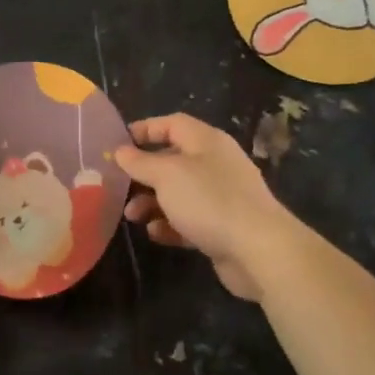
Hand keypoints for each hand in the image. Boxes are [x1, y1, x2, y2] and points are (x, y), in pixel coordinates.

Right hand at [113, 114, 294, 301]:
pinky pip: (189, 220)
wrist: (258, 249)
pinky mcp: (221, 226)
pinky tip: (156, 234)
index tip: (117, 145)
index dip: (144, 130)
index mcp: (206, 142)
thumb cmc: (209, 201)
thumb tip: (121, 151)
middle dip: (143, 174)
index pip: (172, 124)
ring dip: (151, 202)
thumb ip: (141, 162)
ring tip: (133, 216)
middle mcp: (215, 164)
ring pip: (177, 193)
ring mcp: (221, 196)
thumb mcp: (167, 175)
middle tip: (118, 188)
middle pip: (172, 160)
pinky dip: (170, 225)